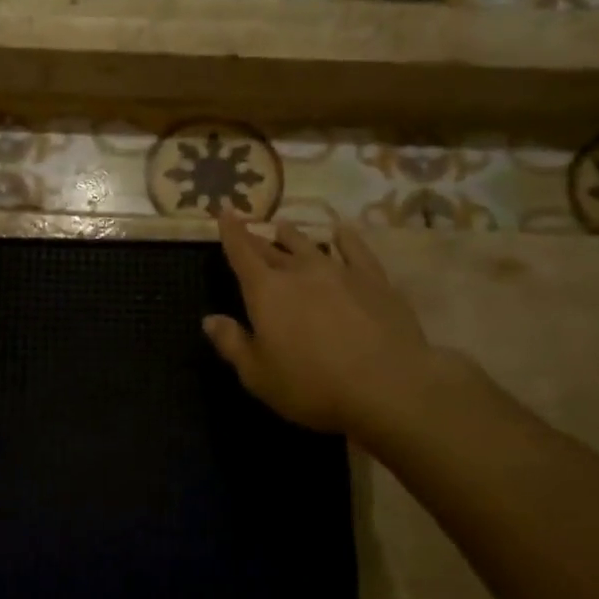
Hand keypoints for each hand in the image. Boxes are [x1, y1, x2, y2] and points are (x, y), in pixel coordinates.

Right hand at [203, 215, 441, 436]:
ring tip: (284, 226)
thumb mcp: (257, 375)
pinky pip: (355, 250)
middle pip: (273, 249)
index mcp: (266, 292)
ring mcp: (340, 272)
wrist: (388, 387)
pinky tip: (341, 232)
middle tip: (249, 230)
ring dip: (294, 236)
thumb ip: (232, 343)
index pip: (241, 253)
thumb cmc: (312, 385)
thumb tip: (209, 319)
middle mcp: (300, 272)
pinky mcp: (374, 280)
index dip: (231, 232)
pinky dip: (345, 238)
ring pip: (310, 245)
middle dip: (257, 239)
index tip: (225, 211)